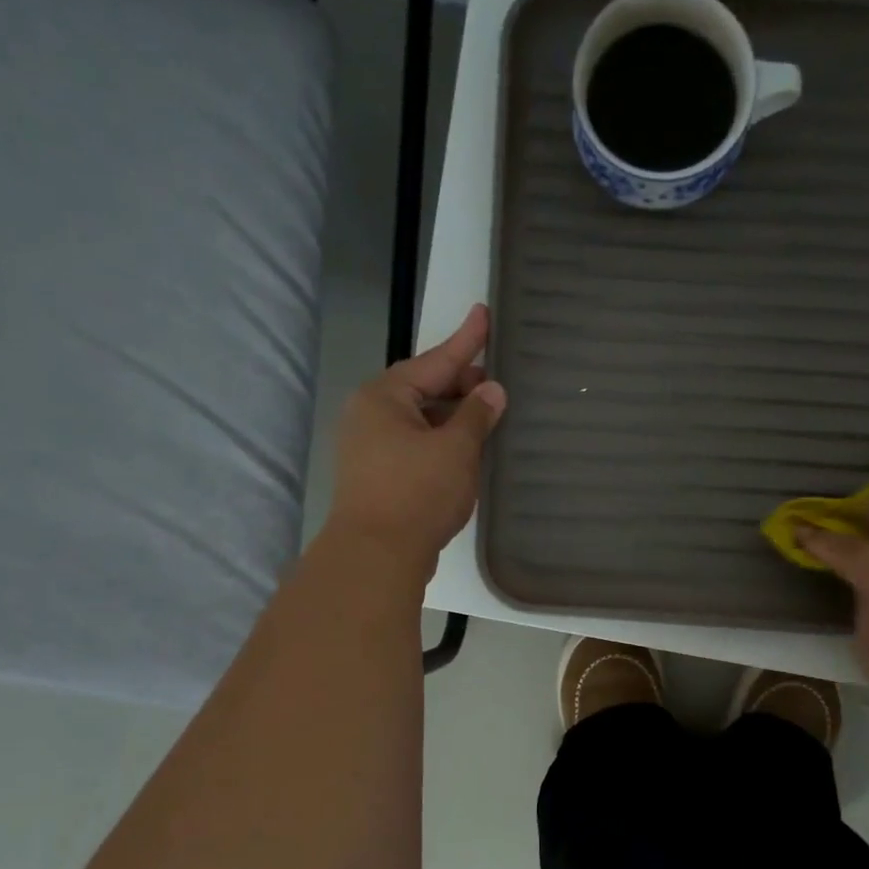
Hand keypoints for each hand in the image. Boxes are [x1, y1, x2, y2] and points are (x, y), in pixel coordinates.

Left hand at [327, 305, 506, 567]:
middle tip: (498, 384)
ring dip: (454, 418)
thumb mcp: (456, 449)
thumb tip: (492, 391)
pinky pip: (416, 446)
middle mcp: (370, 415)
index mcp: (384, 396)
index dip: (465, 340)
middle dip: (461, 385)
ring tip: (490, 417)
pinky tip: (468, 451)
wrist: (377, 555)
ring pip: (421, 420)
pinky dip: (443, 443)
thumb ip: (476, 415)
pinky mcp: (378, 476)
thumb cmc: (417, 492)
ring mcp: (370, 448)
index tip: (484, 312)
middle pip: (424, 389)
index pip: (434, 360)